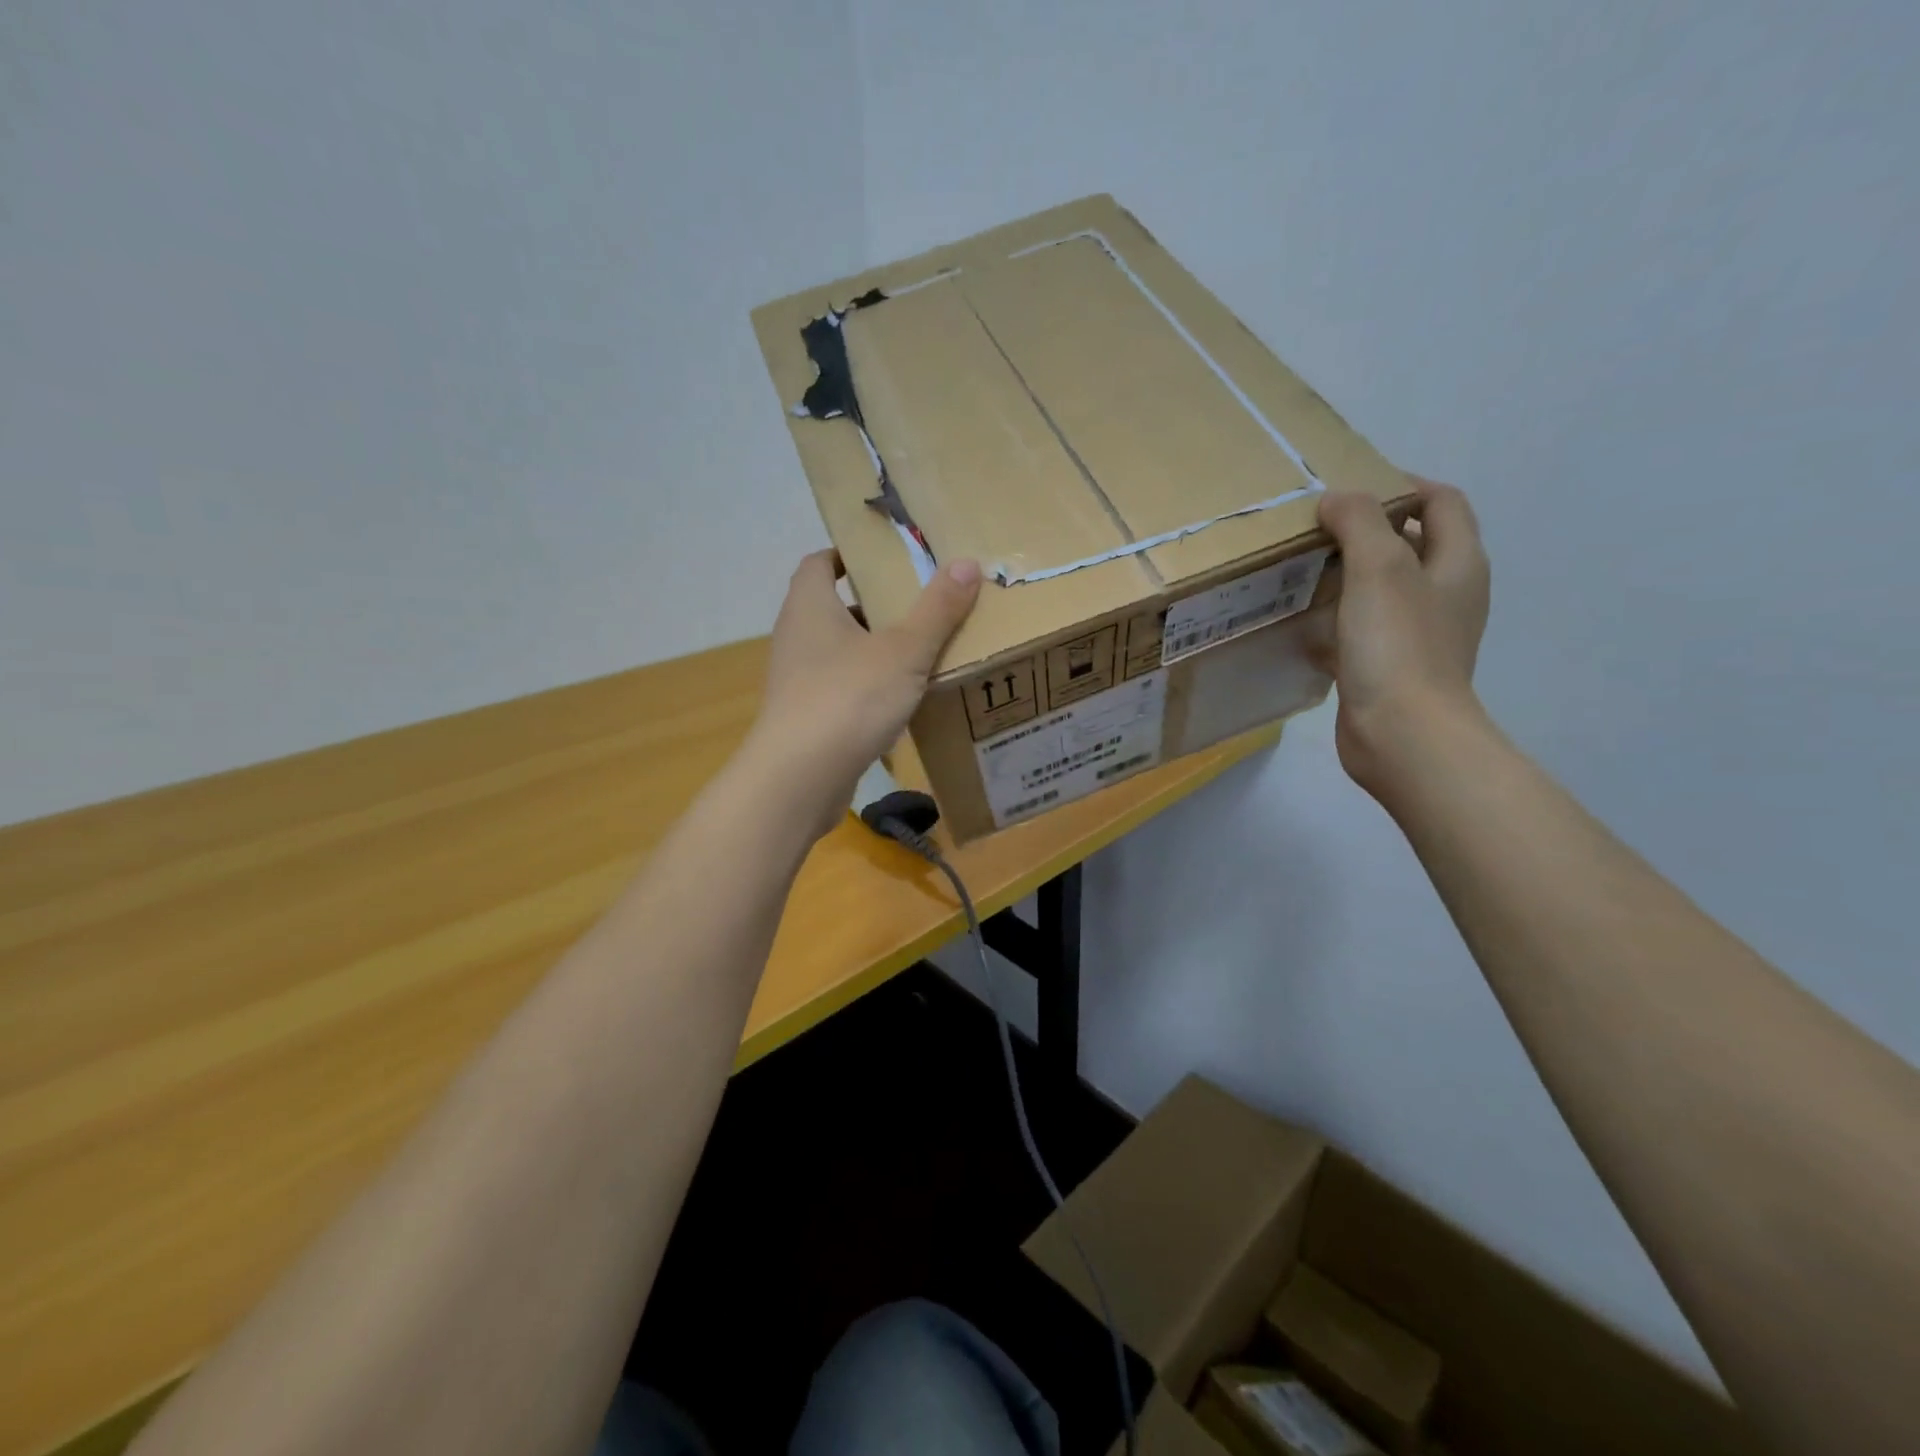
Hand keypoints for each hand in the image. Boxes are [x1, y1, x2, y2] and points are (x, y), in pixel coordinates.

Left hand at [745, 550, 980, 836]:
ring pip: (838, 653)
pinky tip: (900, 704)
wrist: (800, 778)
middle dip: (872, 607)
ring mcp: (796, 681)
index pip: (819, 564)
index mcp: (810, 606)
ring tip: (919, 654)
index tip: (884, 560)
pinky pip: (839, 691)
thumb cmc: (849, 698)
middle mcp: (796, 637)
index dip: (847, 556)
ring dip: (871, 651)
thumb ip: (937, 609)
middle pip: (833, 609)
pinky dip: (866, 690)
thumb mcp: (904, 651)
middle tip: (918, 607)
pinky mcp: (804, 719)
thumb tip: (968, 563)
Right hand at [1315, 477, 1491, 798]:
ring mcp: (1420, 634)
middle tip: (1318, 528)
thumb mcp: (1379, 569)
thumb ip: (1359, 523)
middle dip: (1369, 530)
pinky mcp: (1391, 666)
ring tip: (1304, 569)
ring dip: (1350, 574)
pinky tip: (1305, 622)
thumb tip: (1336, 498)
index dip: (1403, 485)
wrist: (1402, 734)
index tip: (1352, 489)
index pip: (1442, 502)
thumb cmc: (1397, 645)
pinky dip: (1339, 617)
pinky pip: (1365, 627)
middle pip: (1413, 544)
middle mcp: (1446, 594)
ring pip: (1385, 588)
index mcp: (1458, 563)